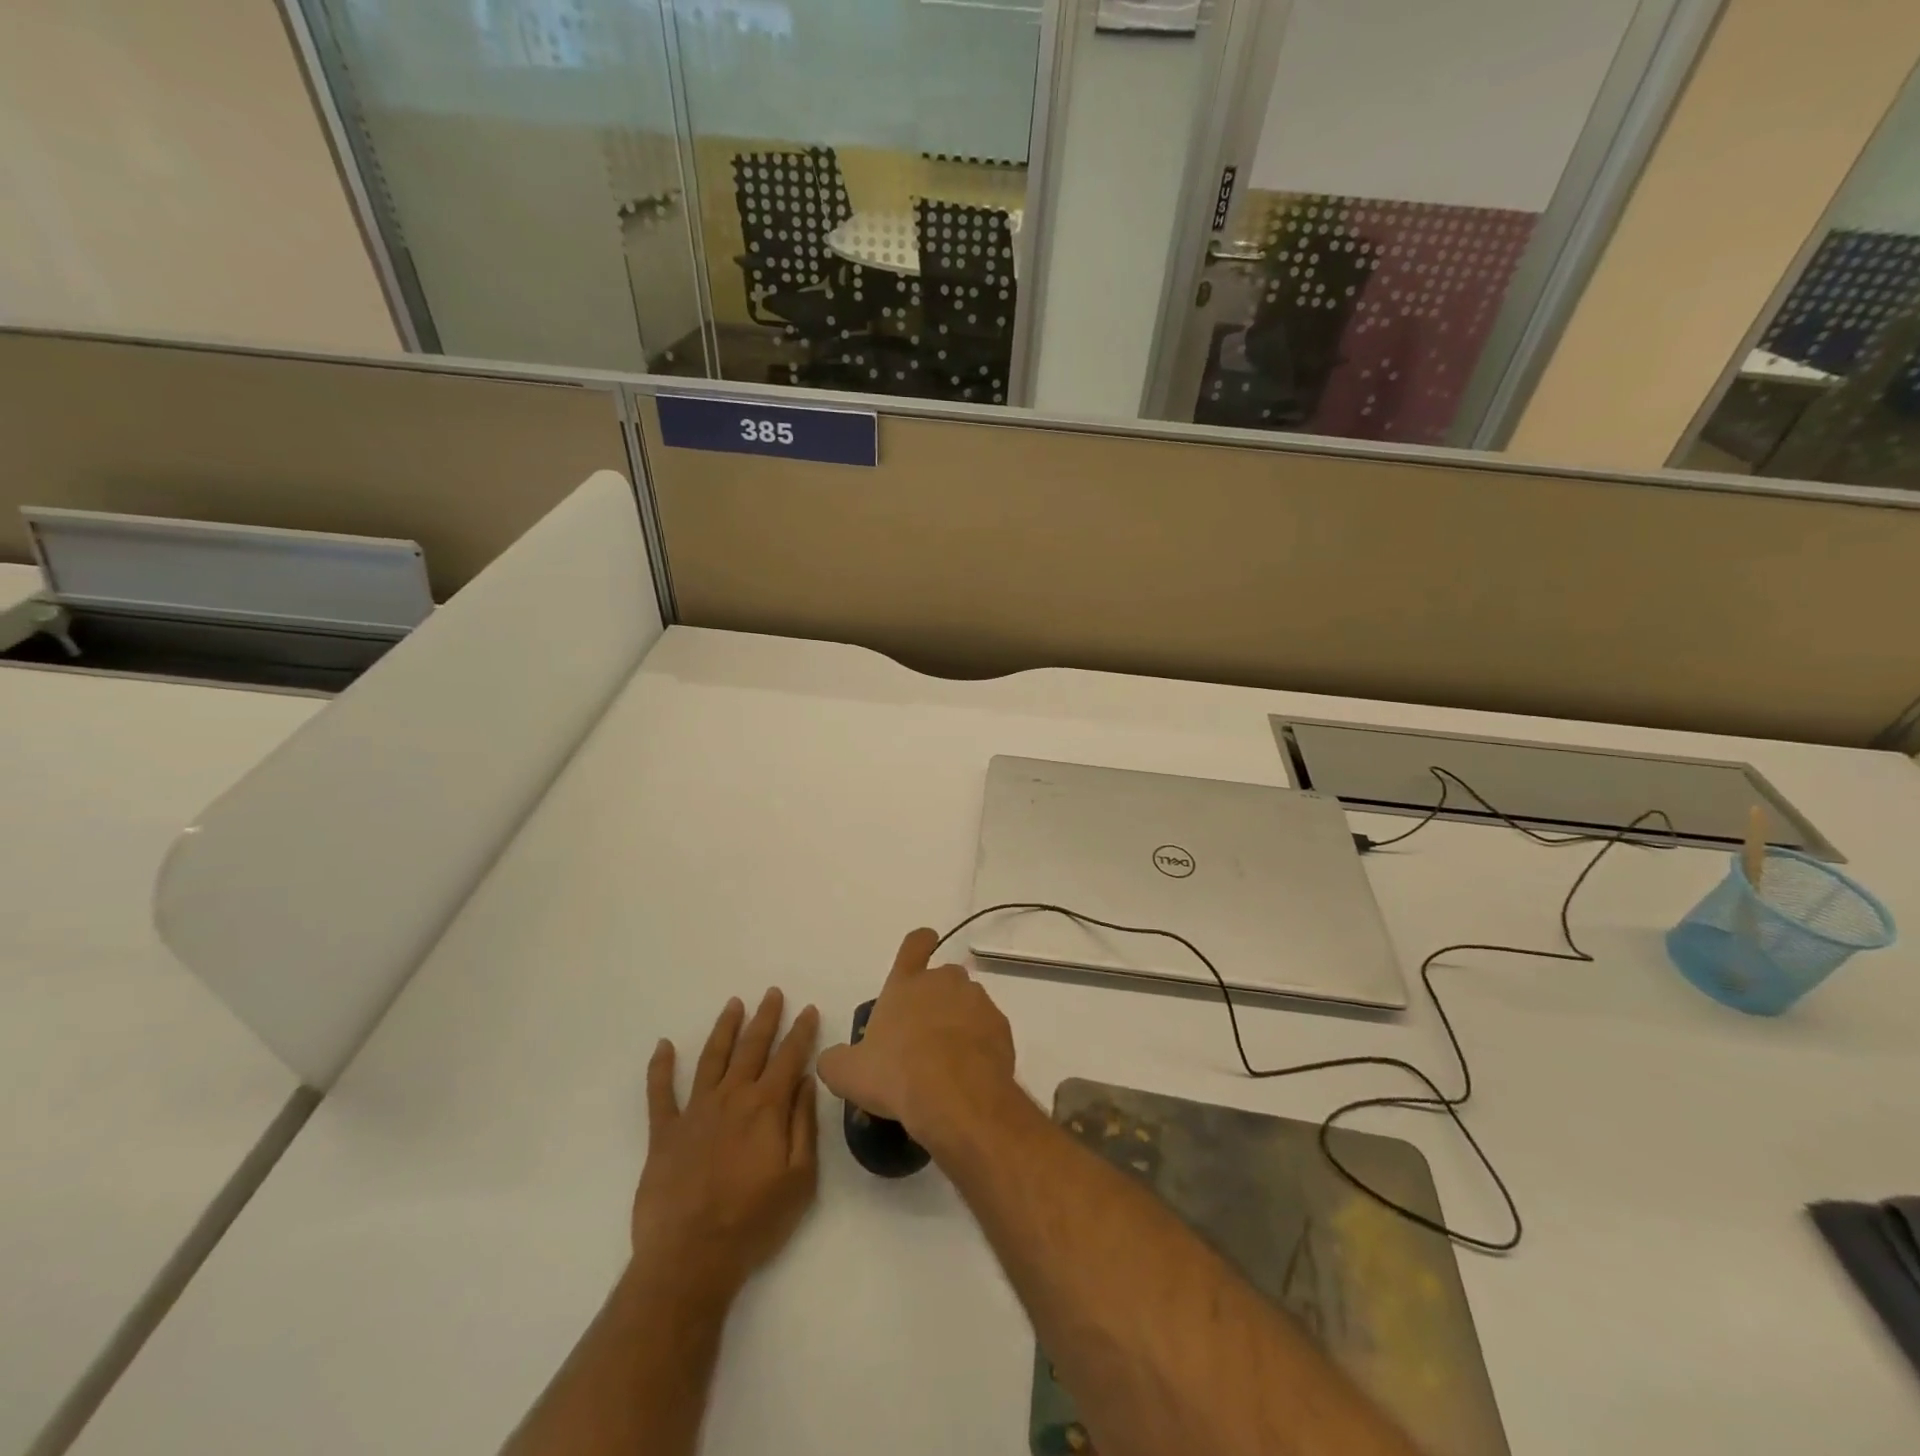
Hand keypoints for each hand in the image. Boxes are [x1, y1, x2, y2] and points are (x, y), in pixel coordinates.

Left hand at [631, 989, 820, 1301]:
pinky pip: (660, 1093)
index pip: (789, 1057)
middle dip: (765, 1018)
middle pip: (751, 1047)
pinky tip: (663, 1046)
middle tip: (771, 993)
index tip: (807, 1009)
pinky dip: (660, 1067)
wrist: (690, 1259)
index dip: (800, 1031)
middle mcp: (731, 1098)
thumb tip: (806, 1081)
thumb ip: (803, 1125)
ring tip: (733, 1004)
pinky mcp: (664, 1133)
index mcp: (766, 1107)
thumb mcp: (799, 1178)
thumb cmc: (753, 1221)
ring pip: (711, 1058)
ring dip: (724, 1029)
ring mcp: (695, 1112)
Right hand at [817, 928, 1016, 1144]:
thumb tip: (830, 1059)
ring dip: (959, 1021)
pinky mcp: (1001, 1027)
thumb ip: (835, 1061)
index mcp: (906, 984)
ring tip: (947, 1060)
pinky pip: (988, 1029)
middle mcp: (944, 982)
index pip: (915, 944)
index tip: (924, 946)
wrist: (956, 1097)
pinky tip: (968, 1073)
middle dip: (936, 998)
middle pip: (944, 977)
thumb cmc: (896, 1074)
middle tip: (923, 1034)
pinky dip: (980, 1044)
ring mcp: (977, 1002)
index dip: (920, 943)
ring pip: (968, 1003)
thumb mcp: (849, 1073)